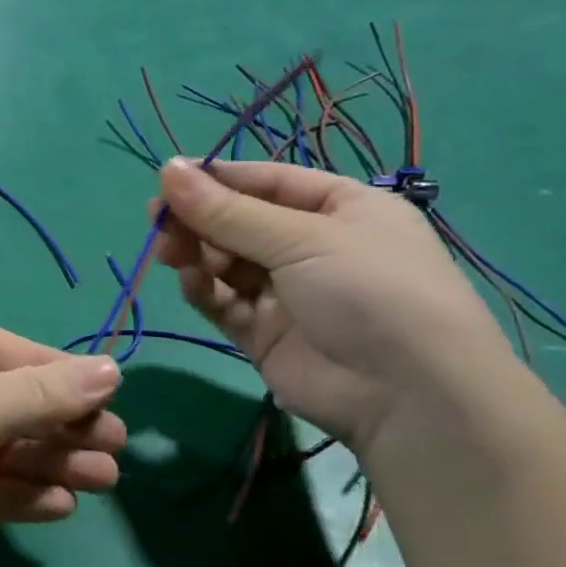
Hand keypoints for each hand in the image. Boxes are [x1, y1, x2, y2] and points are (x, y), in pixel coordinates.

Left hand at [0, 308, 125, 566]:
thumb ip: (33, 395)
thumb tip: (112, 370)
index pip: (0, 348)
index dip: (56, 373)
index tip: (111, 398)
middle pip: (1, 398)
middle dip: (56, 424)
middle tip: (115, 450)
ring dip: (44, 462)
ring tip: (102, 481)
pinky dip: (12, 494)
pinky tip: (58, 506)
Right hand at [156, 158, 511, 448]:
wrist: (408, 397)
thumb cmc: (369, 290)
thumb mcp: (301, 239)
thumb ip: (226, 211)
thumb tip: (165, 168)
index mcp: (340, 208)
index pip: (266, 182)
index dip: (216, 179)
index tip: (166, 181)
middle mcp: (313, 246)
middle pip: (239, 222)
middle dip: (198, 219)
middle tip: (157, 221)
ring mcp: (287, 292)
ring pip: (225, 261)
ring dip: (196, 253)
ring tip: (170, 253)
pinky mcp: (265, 333)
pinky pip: (224, 302)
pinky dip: (204, 290)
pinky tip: (192, 283)